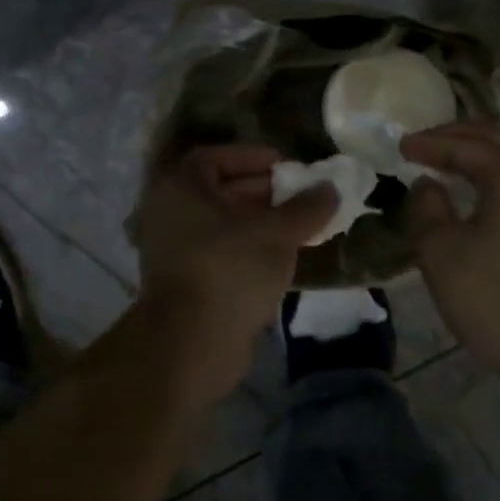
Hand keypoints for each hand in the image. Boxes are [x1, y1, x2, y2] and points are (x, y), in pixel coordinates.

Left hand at [130, 145, 337, 400]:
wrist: (191, 343)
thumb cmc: (230, 270)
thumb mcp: (276, 233)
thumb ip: (305, 208)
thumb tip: (330, 188)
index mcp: (181, 187)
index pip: (215, 157)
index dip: (252, 157)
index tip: (286, 166)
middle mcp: (169, 212)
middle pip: (219, 190)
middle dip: (262, 192)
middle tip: (299, 197)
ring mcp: (173, 249)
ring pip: (221, 224)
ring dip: (257, 222)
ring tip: (298, 228)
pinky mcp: (183, 280)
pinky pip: (219, 251)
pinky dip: (246, 248)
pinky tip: (279, 258)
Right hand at [402, 122, 499, 384]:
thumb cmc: (496, 299)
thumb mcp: (441, 252)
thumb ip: (426, 208)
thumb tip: (428, 186)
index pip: (465, 145)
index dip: (428, 144)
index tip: (398, 147)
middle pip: (495, 140)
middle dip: (455, 136)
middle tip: (421, 143)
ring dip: (476, 155)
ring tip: (444, 161)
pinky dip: (490, 177)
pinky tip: (473, 194)